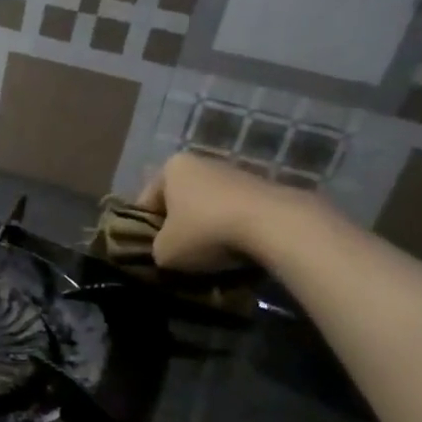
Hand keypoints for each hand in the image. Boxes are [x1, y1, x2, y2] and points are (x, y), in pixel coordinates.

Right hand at [136, 152, 311, 272]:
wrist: (276, 226)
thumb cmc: (206, 232)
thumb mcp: (164, 252)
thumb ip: (156, 249)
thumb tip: (165, 252)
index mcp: (171, 167)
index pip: (146, 202)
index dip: (145, 230)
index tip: (153, 253)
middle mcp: (202, 162)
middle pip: (180, 202)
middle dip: (179, 228)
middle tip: (180, 256)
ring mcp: (236, 173)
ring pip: (210, 209)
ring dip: (208, 231)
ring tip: (210, 259)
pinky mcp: (264, 189)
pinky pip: (237, 215)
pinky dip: (234, 232)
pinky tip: (237, 253)